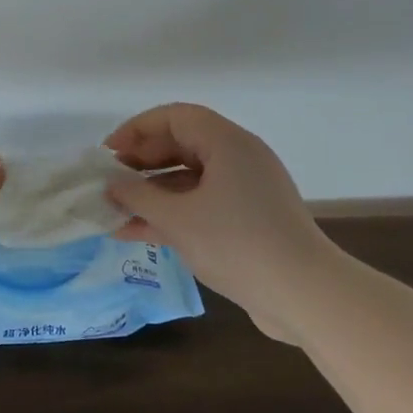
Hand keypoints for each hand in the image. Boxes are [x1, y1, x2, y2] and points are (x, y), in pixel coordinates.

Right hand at [105, 103, 332, 315]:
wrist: (304, 294)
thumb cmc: (237, 244)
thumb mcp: (178, 219)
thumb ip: (138, 197)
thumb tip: (111, 186)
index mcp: (227, 142)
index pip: (174, 117)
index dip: (136, 130)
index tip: (107, 154)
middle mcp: (239, 157)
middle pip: (181, 145)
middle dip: (141, 163)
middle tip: (109, 183)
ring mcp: (245, 190)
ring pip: (189, 179)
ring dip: (152, 193)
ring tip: (115, 212)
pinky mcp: (248, 219)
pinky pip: (202, 204)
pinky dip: (172, 214)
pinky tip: (137, 234)